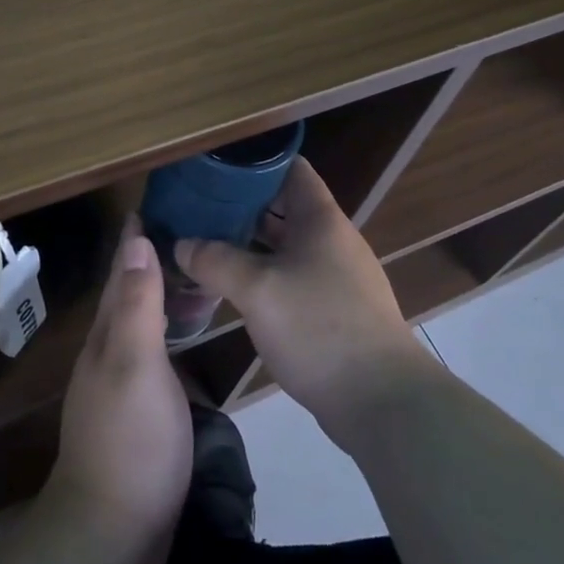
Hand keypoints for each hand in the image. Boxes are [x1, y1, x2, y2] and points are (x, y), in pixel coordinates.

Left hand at [43, 217, 192, 563]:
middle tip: (188, 232)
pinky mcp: (136, 411)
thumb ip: (137, 304)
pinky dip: (168, 330)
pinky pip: (152, 351)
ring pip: (140, 322)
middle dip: (149, 259)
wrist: (113, 533)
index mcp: (108, 334)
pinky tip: (185, 336)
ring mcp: (120, 384)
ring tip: (192, 275)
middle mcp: (108, 351)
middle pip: (128, 293)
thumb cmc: (131, 440)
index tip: (153, 204)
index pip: (121, 271)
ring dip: (160, 294)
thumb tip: (136, 240)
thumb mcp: (137, 364)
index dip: (136, 239)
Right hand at [177, 159, 437, 439]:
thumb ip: (215, 261)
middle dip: (242, 204)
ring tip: (205, 241)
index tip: (216, 164)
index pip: (290, 168)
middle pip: (284, 206)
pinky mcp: (335, 310)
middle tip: (198, 205)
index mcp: (320, 219)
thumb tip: (180, 244)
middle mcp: (331, 240)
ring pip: (286, 245)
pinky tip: (233, 287)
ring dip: (250, 242)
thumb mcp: (257, 290)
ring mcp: (336, 276)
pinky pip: (292, 277)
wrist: (383, 403)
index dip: (255, 161)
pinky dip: (263, 274)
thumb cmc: (319, 328)